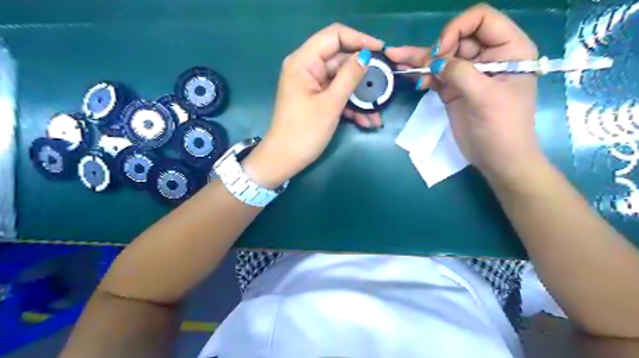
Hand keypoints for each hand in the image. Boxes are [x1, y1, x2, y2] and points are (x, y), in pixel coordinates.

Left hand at [243, 23, 381, 188]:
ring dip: (361, 96)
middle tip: (386, 83)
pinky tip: (367, 121)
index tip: (381, 51)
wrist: (285, 160)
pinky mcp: (317, 100)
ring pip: (342, 81)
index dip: (359, 39)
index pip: (334, 35)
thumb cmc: (304, 132)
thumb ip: (349, 77)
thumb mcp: (330, 104)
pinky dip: (352, 107)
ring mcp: (312, 85)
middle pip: (341, 60)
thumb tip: (366, 56)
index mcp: (304, 62)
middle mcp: (307, 68)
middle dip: (364, 74)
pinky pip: (337, 96)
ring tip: (378, 111)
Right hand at [387, 5, 541, 183]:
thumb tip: (434, 61)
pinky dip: (421, 73)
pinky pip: (435, 75)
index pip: (481, 19)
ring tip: (396, 57)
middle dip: (437, 49)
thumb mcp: (486, 97)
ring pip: (442, 57)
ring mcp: (468, 73)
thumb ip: (460, 73)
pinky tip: (407, 72)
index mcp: (508, 49)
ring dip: (420, 58)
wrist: (497, 158)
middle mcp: (488, 56)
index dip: (457, 29)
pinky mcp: (453, 89)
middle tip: (423, 66)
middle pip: (456, 37)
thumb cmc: (503, 127)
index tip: (441, 53)